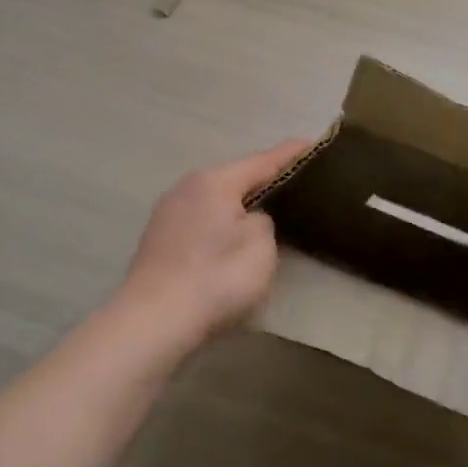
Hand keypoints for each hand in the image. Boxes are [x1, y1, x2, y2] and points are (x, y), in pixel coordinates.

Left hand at [114, 139, 311, 351]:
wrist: (153, 322)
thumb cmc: (216, 278)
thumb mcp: (260, 246)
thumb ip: (265, 221)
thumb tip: (250, 220)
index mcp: (214, 181)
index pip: (263, 161)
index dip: (292, 154)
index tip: (314, 143)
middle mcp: (186, 188)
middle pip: (236, 179)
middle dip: (264, 182)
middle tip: (297, 185)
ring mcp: (167, 215)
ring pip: (216, 202)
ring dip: (240, 207)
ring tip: (268, 215)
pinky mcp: (158, 242)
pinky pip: (201, 223)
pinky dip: (220, 227)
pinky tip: (231, 242)